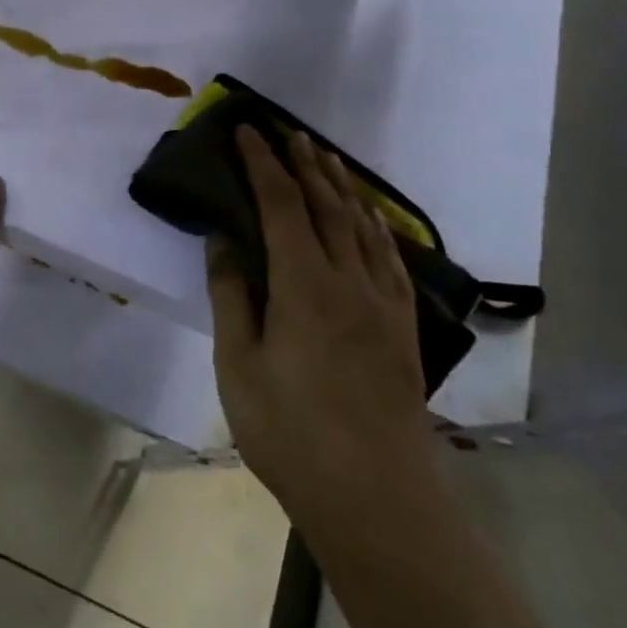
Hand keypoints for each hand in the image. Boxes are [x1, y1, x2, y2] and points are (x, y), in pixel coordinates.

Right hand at [208, 128, 432, 528]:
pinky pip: (390, 258)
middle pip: (328, 206)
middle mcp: (350, 282)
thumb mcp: (238, 365)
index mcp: (305, 286)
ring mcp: (384, 303)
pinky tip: (370, 220)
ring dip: (341, 187)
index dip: (263, 165)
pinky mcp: (403, 327)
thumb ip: (232, 295)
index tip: (248, 132)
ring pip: (363, 227)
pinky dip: (375, 227)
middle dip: (305, 164)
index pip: (283, 206)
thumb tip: (223, 240)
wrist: (376, 496)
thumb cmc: (290, 432)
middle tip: (287, 131)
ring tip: (325, 158)